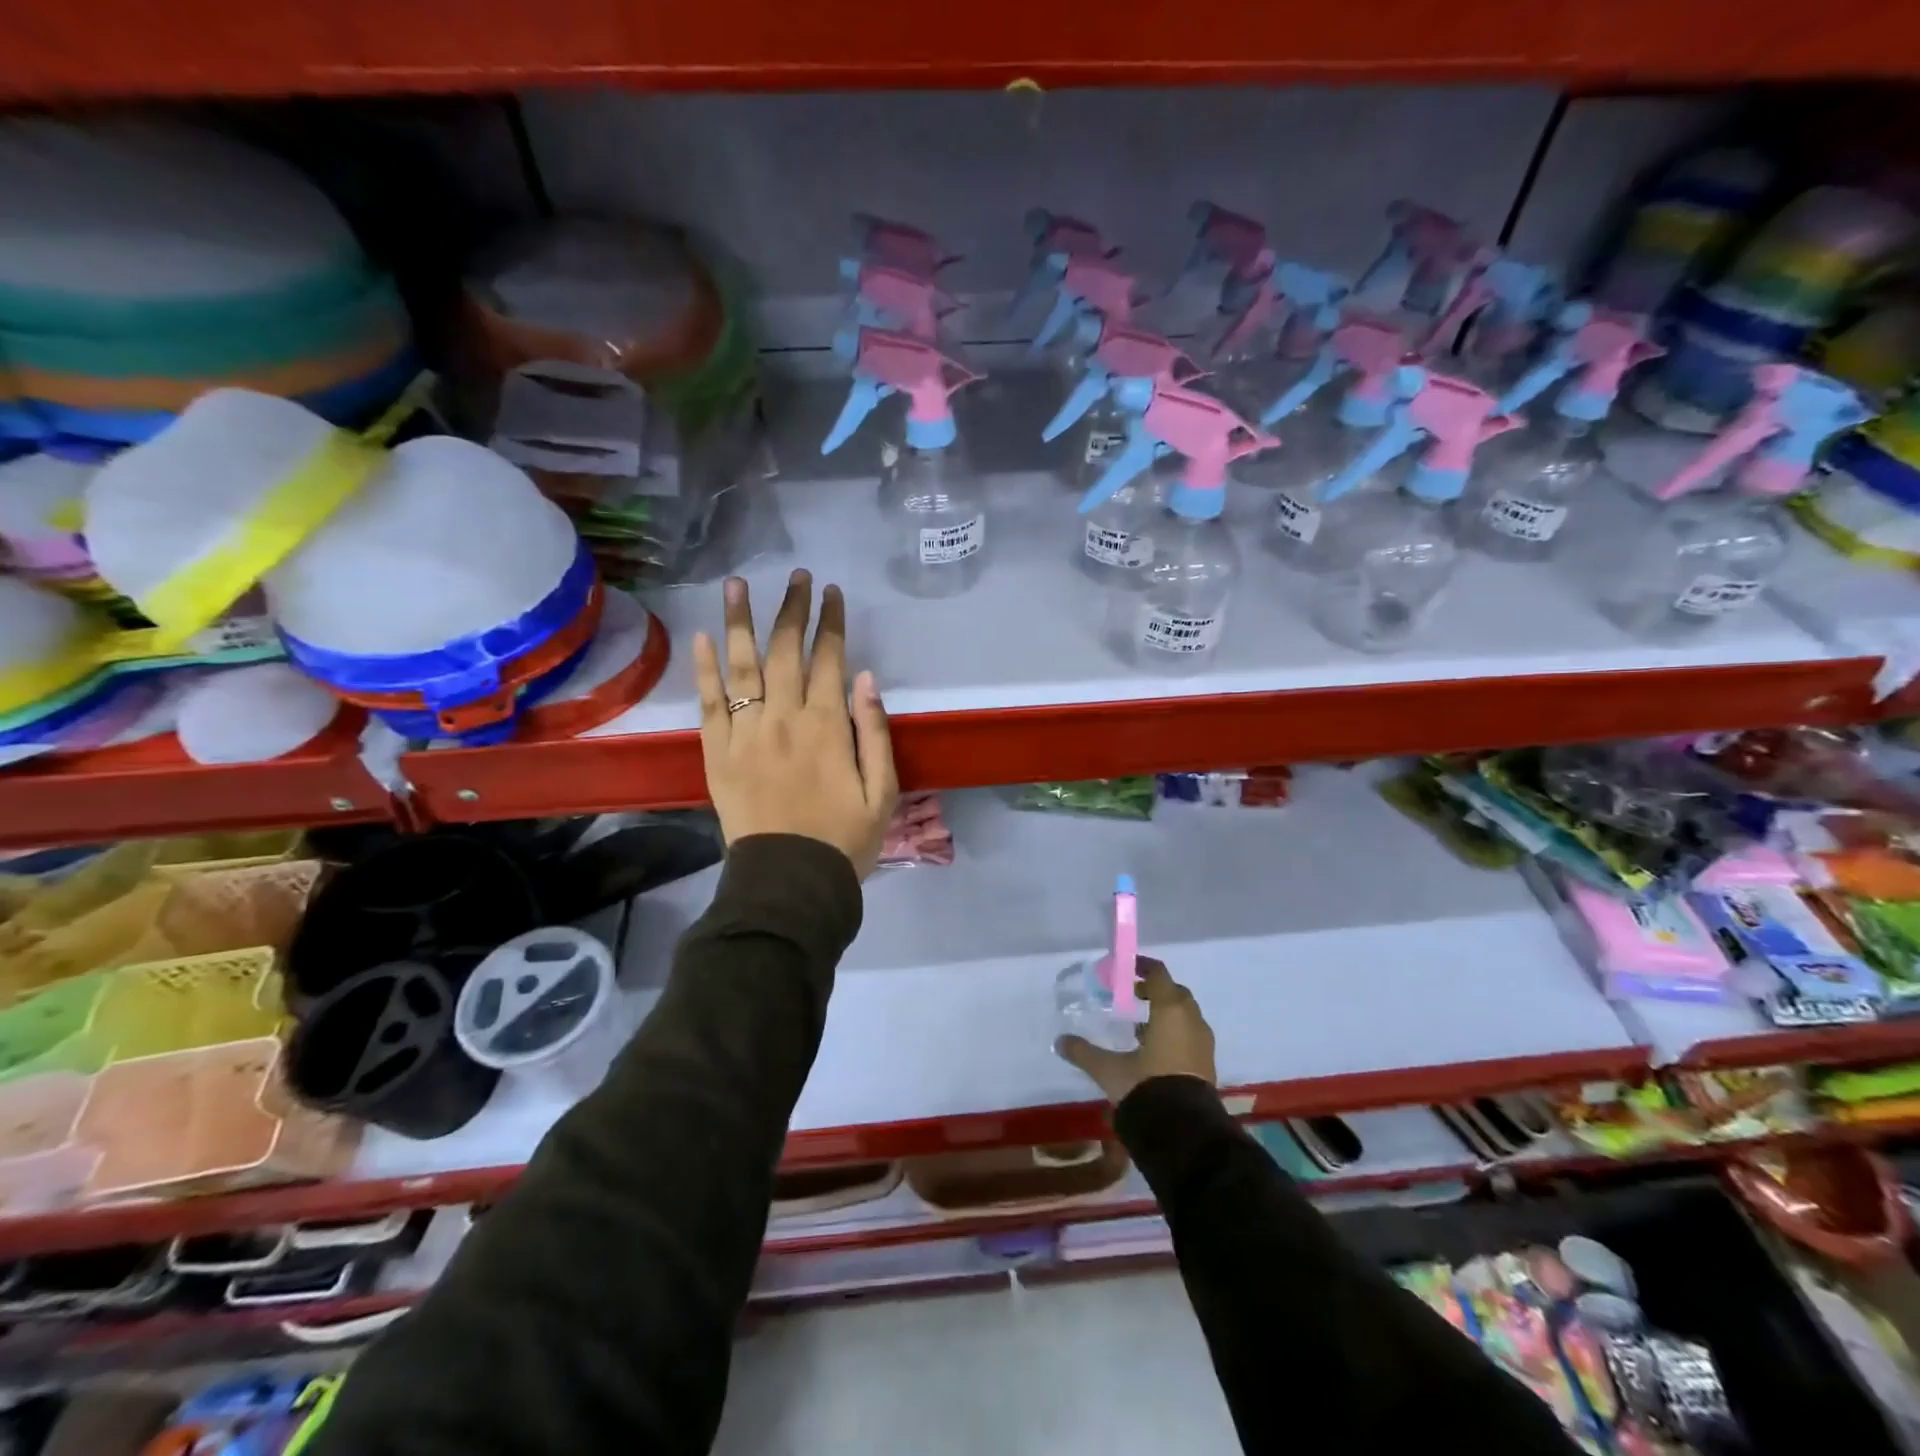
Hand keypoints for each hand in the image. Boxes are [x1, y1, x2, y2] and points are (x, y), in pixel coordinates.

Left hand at [693, 570, 898, 878]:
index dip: (831, 622)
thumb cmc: (844, 839)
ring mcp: (745, 734)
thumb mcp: (882, 792)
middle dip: (791, 609)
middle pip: (785, 651)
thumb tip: (865, 678)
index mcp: (827, 726)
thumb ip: (874, 732)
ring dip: (740, 621)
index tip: (831, 592)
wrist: (789, 882)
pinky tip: (703, 638)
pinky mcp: (717, 753)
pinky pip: (708, 704)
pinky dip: (704, 670)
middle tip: (795, 576)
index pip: (829, 659)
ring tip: (736, 583)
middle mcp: (784, 719)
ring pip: (741, 666)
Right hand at [1056, 960, 1216, 1103]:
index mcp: (1170, 1010)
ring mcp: (1203, 1044)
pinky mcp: (1207, 1065)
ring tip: (1141, 1026)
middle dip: (1156, 991)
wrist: (1184, 1131)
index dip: (1144, 967)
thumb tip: (1060, 1042)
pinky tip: (1156, 1050)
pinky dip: (1176, 1034)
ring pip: (1186, 1016)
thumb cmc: (1146, 1086)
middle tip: (1134, 995)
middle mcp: (1191, 1021)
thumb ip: (1084, 1052)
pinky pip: (1191, 1036)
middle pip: (1176, 993)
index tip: (1128, 967)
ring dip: (1167, 1014)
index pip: (1159, 975)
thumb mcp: (1109, 1069)